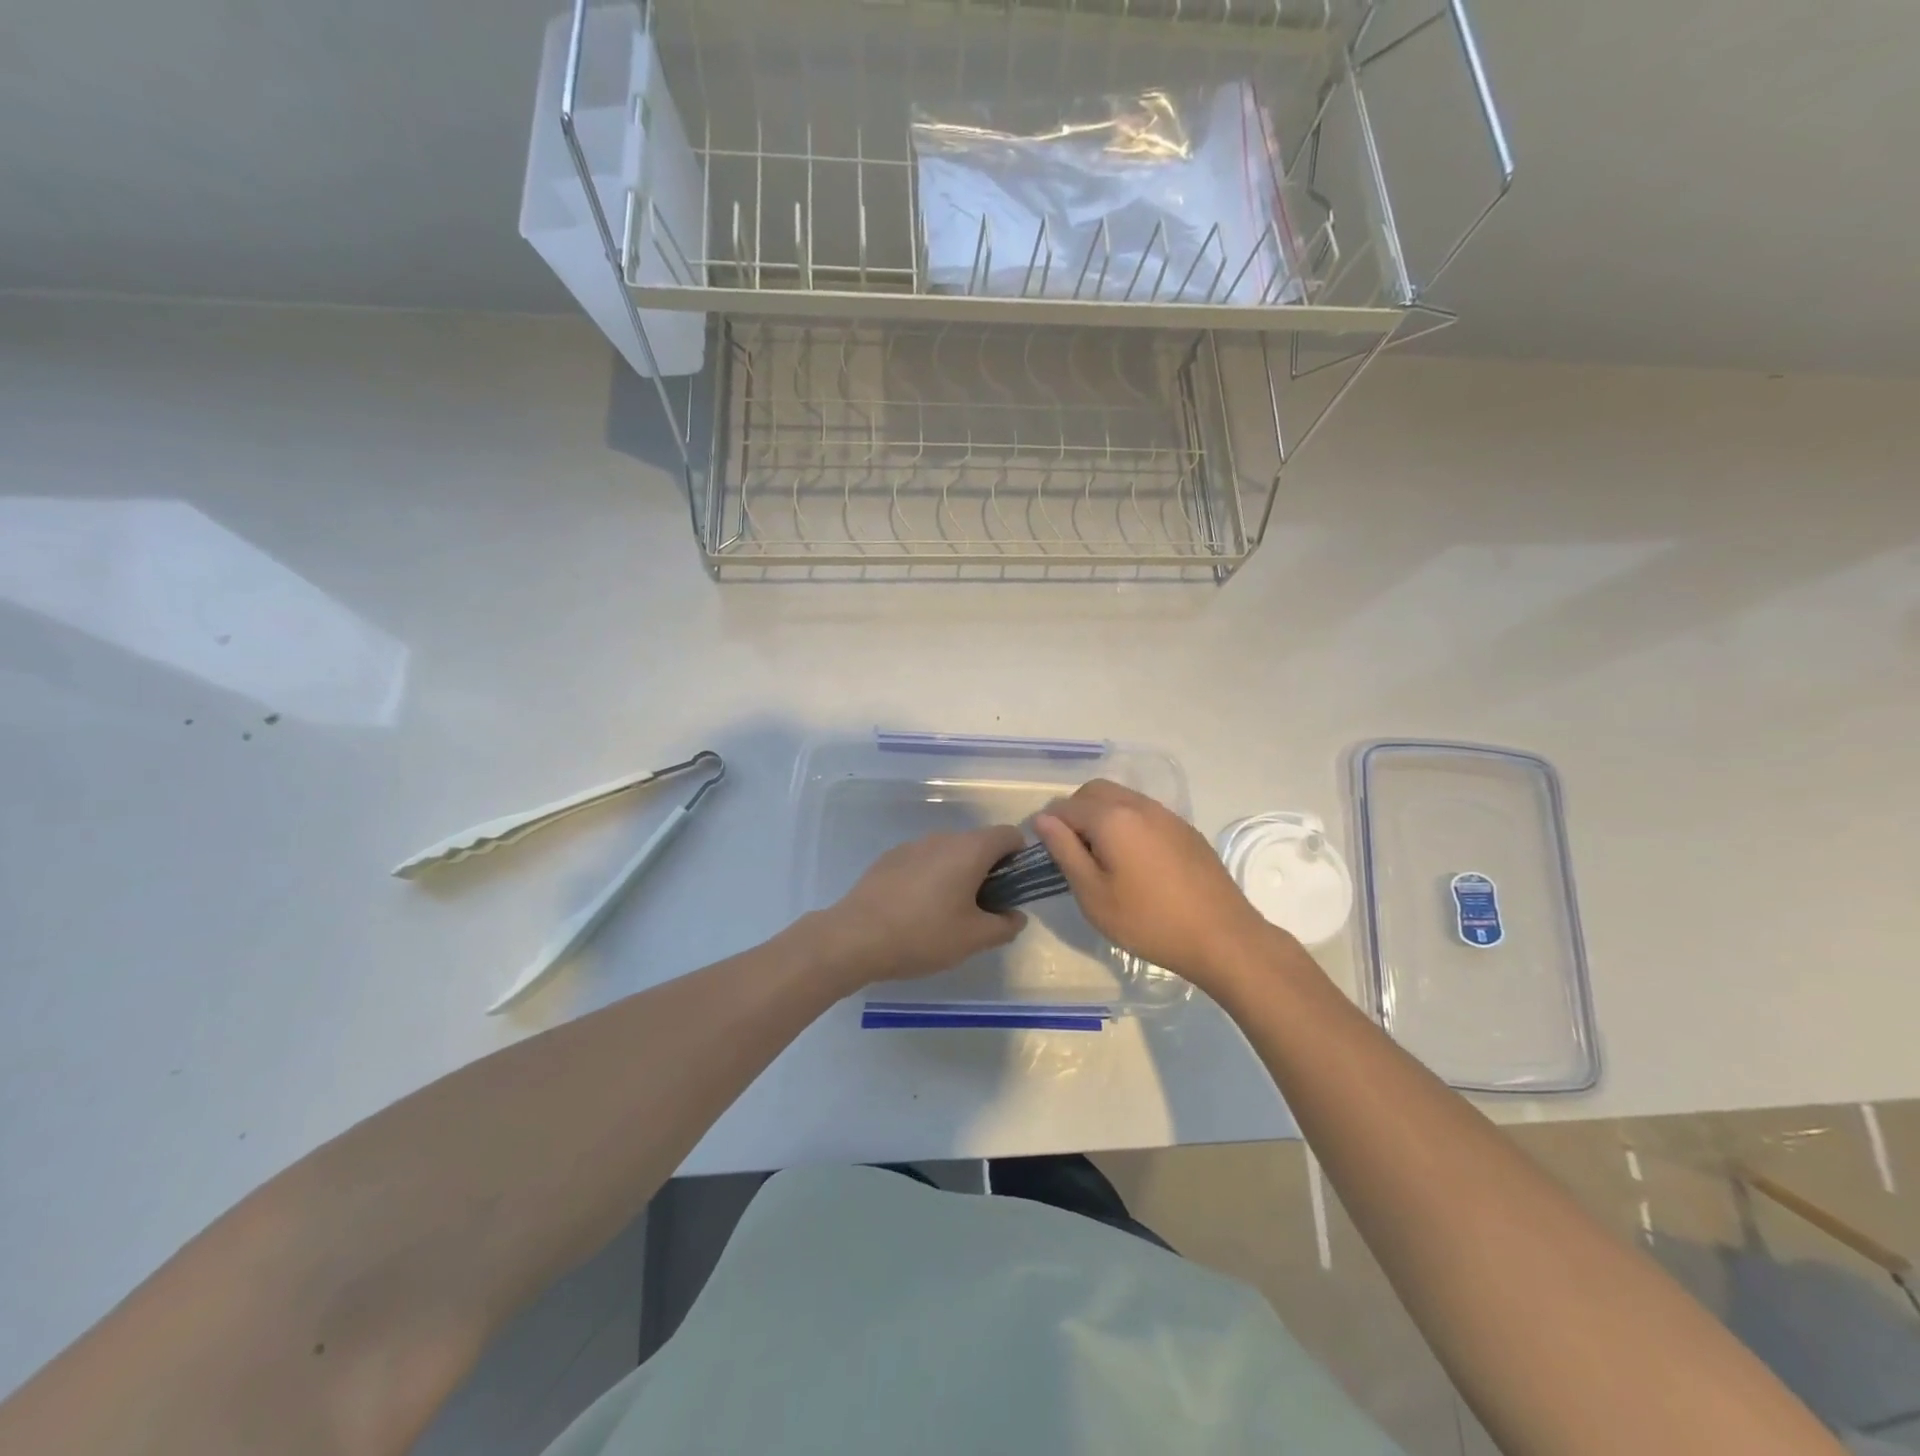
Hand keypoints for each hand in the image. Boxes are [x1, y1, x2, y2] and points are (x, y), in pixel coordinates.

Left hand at [807, 825, 1027, 991]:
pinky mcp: (889, 858)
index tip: (1014, 889)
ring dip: (958, 874)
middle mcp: (943, 838)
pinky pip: (923, 861)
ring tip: (948, 914)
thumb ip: (1005, 926)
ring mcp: (913, 845)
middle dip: (988, 871)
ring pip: (949, 853)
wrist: (855, 937)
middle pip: (978, 843)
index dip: (1019, 858)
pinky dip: (931, 877)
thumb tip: (1016, 916)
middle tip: (983, 910)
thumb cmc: (923, 934)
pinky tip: (917, 911)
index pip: (1009, 835)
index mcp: (969, 849)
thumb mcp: (974, 939)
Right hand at [1034, 779, 1290, 993]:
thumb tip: (1043, 819)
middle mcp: (1139, 805)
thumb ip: (1065, 851)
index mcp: (1112, 818)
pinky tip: (1135, 862)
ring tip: (1102, 858)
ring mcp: (1167, 815)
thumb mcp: (1093, 894)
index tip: (1046, 852)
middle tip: (1072, 852)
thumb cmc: (1148, 921)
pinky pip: (1145, 813)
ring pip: (1122, 798)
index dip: (1049, 825)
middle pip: (1094, 791)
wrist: (1222, 937)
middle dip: (1075, 812)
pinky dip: (1128, 824)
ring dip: (1102, 816)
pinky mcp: (1186, 830)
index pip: (1066, 806)